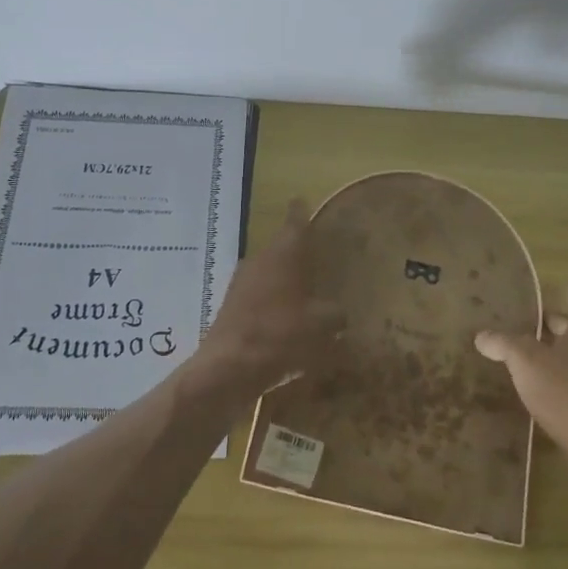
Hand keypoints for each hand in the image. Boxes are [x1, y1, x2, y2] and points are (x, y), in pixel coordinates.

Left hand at [190, 199, 343, 402]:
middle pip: (281, 248)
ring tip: (306, 291)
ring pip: (269, 273)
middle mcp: (260, 261)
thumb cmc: (279, 335)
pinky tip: (286, 321)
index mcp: (283, 254)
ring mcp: (242, 284)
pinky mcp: (232, 308)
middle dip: (297, 252)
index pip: (295, 223)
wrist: (228, 368)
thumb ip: (335, 314)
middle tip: (318, 256)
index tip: (301, 200)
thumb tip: (339, 313)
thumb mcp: (321, 325)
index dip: (300, 211)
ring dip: (284, 280)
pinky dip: (273, 303)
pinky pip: (259, 297)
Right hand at [475, 279, 567, 458]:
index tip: (551, 286)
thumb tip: (482, 335)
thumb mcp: (526, 362)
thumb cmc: (567, 392)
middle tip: (525, 324)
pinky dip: (565, 379)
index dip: (567, 289)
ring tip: (529, 358)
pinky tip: (545, 392)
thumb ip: (504, 344)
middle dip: (553, 325)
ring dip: (558, 354)